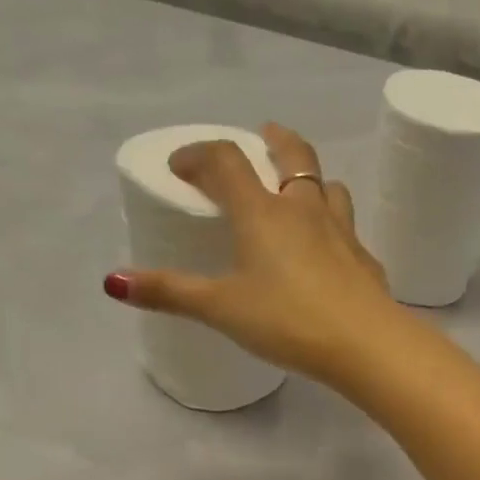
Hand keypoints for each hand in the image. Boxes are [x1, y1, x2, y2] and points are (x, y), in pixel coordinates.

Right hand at [104, 124, 403, 382]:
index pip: (227, 161)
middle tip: (263, 136)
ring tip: (298, 190)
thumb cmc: (288, 320)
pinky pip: (348, 229)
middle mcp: (305, 210)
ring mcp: (342, 232)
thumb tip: (114, 282)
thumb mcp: (222, 309)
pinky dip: (332, 226)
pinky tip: (328, 251)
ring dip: (311, 179)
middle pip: (293, 155)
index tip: (181, 166)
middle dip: (274, 140)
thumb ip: (171, 293)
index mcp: (263, 213)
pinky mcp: (365, 259)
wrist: (366, 344)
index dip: (199, 154)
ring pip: (329, 187)